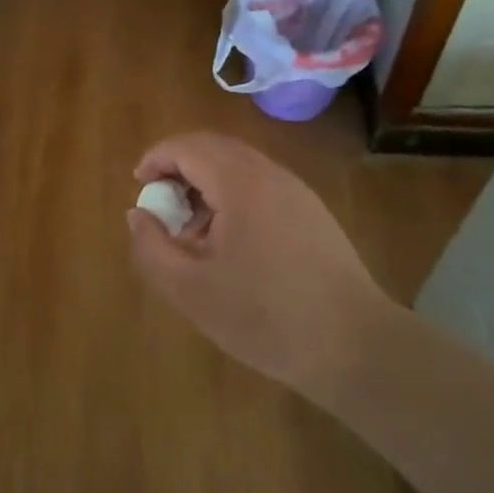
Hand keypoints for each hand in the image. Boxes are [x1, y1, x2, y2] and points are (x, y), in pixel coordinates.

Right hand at [127, 133, 391, 404]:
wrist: (354, 345)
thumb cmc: (265, 317)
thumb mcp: (191, 291)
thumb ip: (153, 247)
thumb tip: (139, 214)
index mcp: (239, 183)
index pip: (188, 147)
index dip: (156, 158)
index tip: (139, 185)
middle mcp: (270, 174)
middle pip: (214, 148)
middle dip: (180, 167)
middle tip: (162, 205)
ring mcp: (296, 191)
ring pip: (239, 166)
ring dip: (207, 183)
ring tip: (193, 231)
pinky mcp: (312, 212)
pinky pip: (261, 185)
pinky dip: (233, 196)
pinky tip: (231, 243)